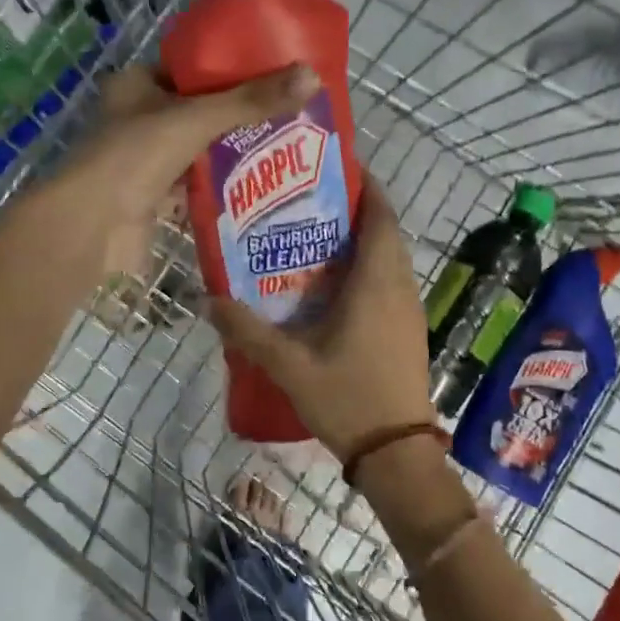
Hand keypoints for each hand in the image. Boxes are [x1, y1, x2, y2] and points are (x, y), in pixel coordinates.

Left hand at [68, 63, 318, 275]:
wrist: (92, 227)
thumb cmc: (135, 157)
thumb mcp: (197, 119)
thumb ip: (251, 101)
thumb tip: (312, 76)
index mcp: (138, 84)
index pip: (193, 68)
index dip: (233, 68)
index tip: (276, 73)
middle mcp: (140, 119)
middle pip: (201, 111)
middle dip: (242, 116)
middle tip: (291, 114)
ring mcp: (146, 161)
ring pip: (201, 151)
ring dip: (236, 154)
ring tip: (288, 149)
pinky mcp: (155, 198)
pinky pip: (197, 187)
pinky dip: (223, 188)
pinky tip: (262, 187)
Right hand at [205, 185, 435, 460]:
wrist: (396, 451)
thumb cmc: (348, 399)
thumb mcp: (289, 366)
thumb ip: (248, 331)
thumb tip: (209, 300)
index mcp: (377, 284)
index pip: (381, 218)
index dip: (367, 188)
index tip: (338, 169)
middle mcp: (399, 288)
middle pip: (386, 233)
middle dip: (357, 211)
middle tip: (311, 203)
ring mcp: (409, 310)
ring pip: (390, 260)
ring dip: (363, 242)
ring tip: (317, 238)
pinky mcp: (409, 330)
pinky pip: (391, 283)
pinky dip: (368, 270)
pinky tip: (334, 287)